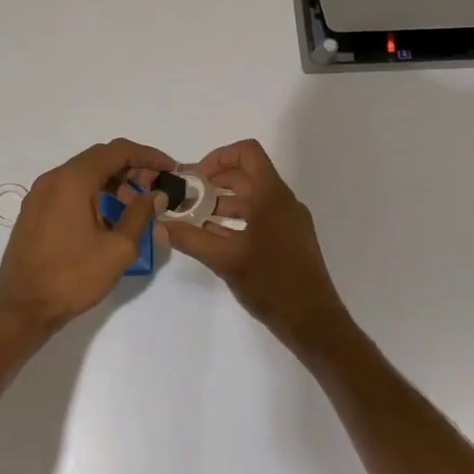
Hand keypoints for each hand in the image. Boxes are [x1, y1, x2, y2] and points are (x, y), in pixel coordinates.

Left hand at [0, 139, 172, 331]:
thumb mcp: (118, 248)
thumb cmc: (73, 277)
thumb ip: (141, 214)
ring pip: (83, 174)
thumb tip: (157, 194)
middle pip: (99, 159)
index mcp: (73, 180)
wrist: (22, 308)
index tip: (170, 168)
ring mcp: (39, 194)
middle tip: (156, 187)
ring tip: (136, 204)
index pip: (117, 151)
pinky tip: (109, 216)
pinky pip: (68, 190)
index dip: (148, 156)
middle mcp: (53, 178)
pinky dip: (93, 193)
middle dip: (131, 168)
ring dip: (112, 181)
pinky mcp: (34, 211)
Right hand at [164, 139, 350, 346]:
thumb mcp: (224, 260)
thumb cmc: (271, 283)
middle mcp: (283, 202)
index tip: (196, 178)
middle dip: (214, 183)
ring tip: (193, 218)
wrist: (313, 321)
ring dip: (222, 203)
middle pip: (246, 176)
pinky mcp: (289, 240)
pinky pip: (260, 218)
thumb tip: (159, 226)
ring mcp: (289, 221)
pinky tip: (213, 237)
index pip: (247, 152)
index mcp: (272, 196)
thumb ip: (190, 240)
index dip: (219, 157)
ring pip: (252, 199)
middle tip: (186, 197)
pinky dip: (236, 221)